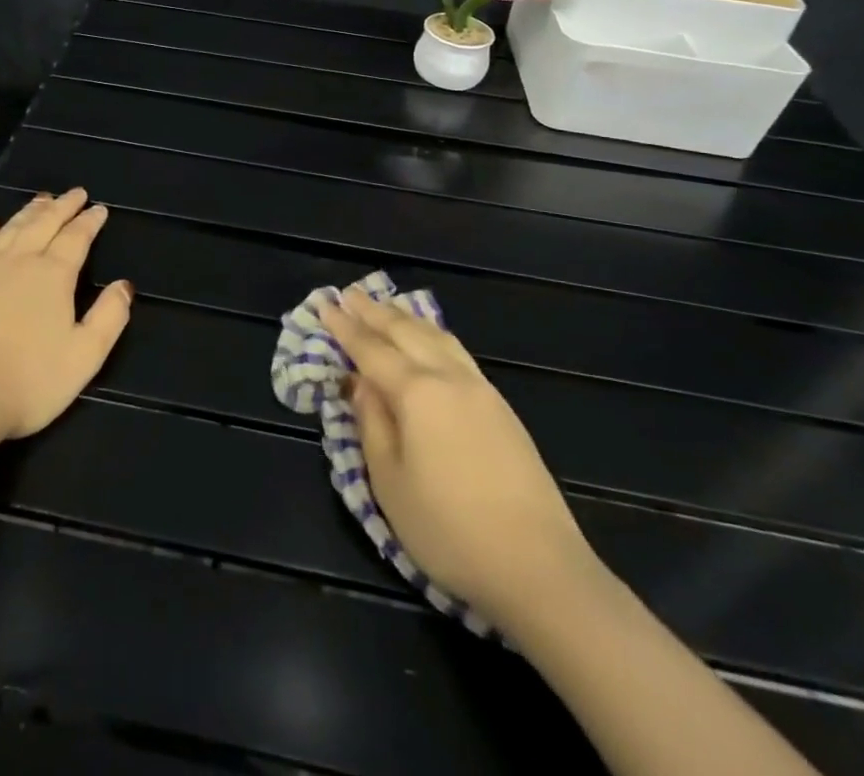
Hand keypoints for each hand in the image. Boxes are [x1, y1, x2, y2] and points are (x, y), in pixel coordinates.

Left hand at [0, 189, 132, 445]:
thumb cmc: (28, 382)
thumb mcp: (84, 356)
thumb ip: (109, 317)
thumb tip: (125, 285)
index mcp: (53, 276)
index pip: (76, 238)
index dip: (89, 222)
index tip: (99, 209)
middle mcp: (19, 262)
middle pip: (43, 223)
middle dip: (62, 206)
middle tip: (75, 193)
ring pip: (11, 229)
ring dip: (29, 212)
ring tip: (41, 200)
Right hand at [319, 289, 592, 626]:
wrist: (539, 568)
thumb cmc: (449, 530)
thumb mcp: (390, 482)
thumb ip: (371, 423)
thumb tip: (359, 383)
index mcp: (416, 392)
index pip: (370, 349)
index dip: (345, 327)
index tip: (324, 304)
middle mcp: (449, 377)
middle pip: (405, 332)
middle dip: (374, 312)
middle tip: (349, 294)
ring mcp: (481, 390)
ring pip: (436, 336)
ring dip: (406, 318)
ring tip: (386, 307)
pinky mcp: (502, 408)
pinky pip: (457, 351)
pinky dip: (433, 335)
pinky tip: (430, 340)